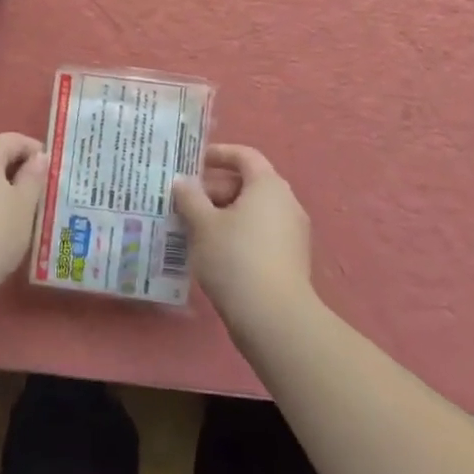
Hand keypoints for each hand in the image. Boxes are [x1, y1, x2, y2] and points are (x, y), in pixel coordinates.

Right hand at [172, 143, 313, 332]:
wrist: (274, 319)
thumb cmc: (235, 259)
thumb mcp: (203, 225)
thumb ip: (190, 197)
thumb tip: (182, 181)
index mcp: (268, 185)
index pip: (244, 156)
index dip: (218, 154)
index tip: (193, 162)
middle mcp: (286, 202)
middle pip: (247, 184)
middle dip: (214, 188)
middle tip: (184, 200)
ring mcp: (292, 233)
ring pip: (252, 211)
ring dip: (223, 213)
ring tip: (192, 227)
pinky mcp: (290, 259)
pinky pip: (259, 233)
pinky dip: (236, 233)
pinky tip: (212, 251)